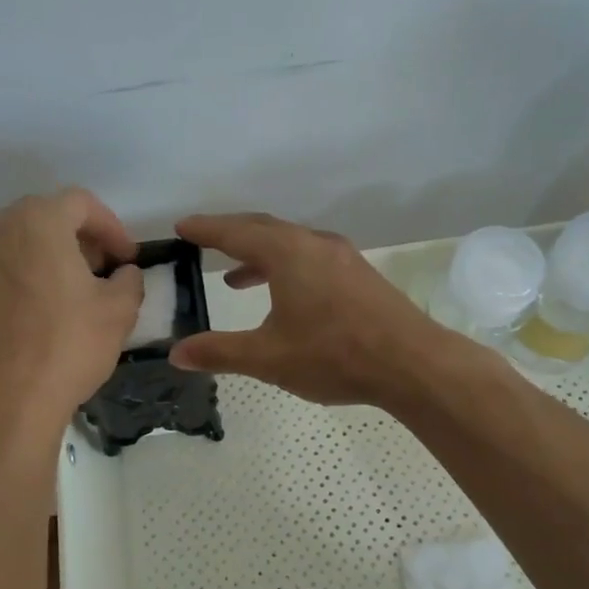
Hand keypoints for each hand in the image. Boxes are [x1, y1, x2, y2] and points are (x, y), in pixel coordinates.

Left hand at [0, 189, 142, 426]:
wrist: (2, 406)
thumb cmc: (67, 347)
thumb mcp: (119, 311)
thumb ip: (128, 281)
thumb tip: (122, 275)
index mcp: (36, 225)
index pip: (79, 203)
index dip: (110, 226)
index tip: (125, 258)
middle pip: (38, 222)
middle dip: (72, 242)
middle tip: (95, 274)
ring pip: (7, 256)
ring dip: (36, 268)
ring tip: (58, 304)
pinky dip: (7, 299)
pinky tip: (24, 333)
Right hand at [169, 212, 450, 407]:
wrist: (412, 363)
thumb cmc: (334, 355)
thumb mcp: (268, 357)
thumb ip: (219, 352)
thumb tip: (176, 353)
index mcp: (287, 253)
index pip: (235, 232)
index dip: (205, 229)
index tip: (181, 226)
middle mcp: (313, 243)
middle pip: (263, 228)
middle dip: (230, 233)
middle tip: (202, 240)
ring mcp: (341, 257)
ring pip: (289, 243)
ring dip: (258, 254)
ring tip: (233, 277)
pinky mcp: (358, 274)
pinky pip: (309, 257)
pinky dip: (284, 266)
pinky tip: (283, 296)